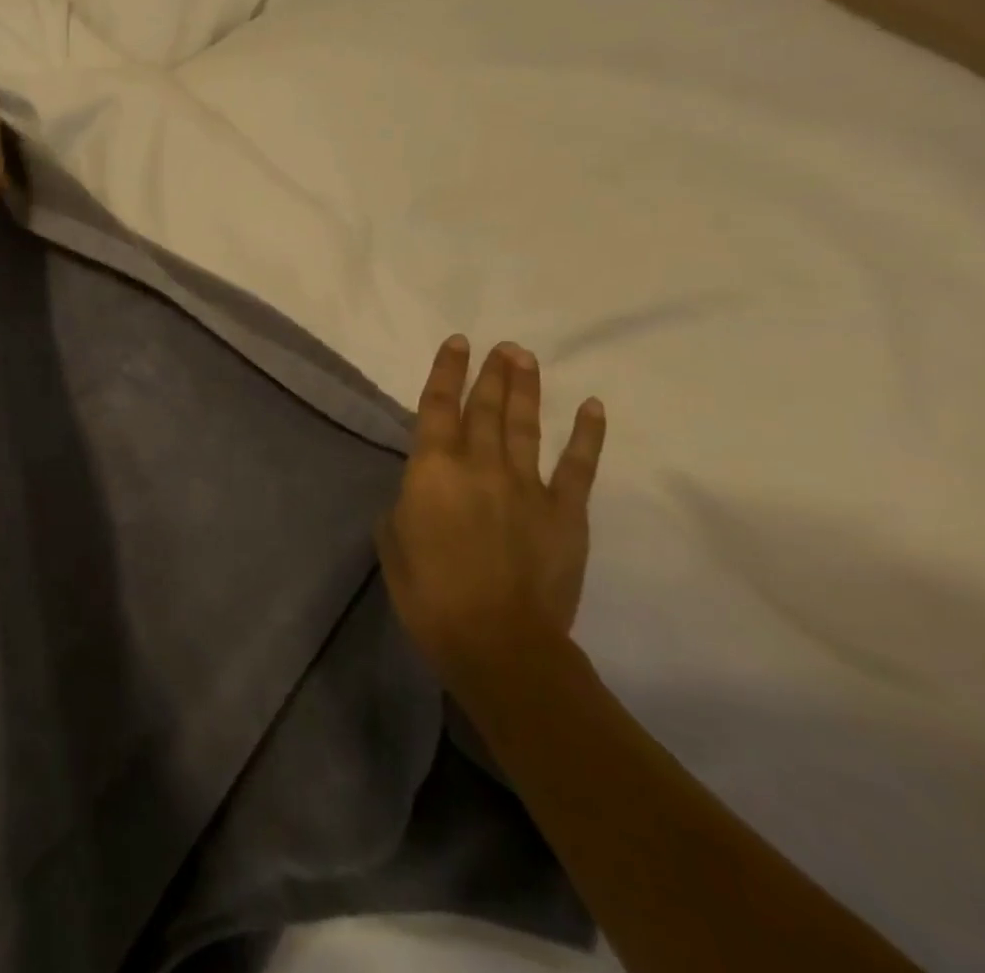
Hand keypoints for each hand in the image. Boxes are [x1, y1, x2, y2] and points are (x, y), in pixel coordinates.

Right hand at [377, 337, 607, 688]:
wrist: (498, 641)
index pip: (438, 406)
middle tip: (501, 345)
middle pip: (485, 408)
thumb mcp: (393, 538)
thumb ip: (408, 502)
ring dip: (525, 389)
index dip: (447, 371)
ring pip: (524, 425)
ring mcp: (527, 486)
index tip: (457, 343)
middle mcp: (479, 465)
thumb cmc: (428, 592)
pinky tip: (592, 407)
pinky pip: (578, 466)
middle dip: (491, 373)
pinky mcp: (565, 512)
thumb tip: (424, 490)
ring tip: (525, 357)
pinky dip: (586, 434)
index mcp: (432, 468)